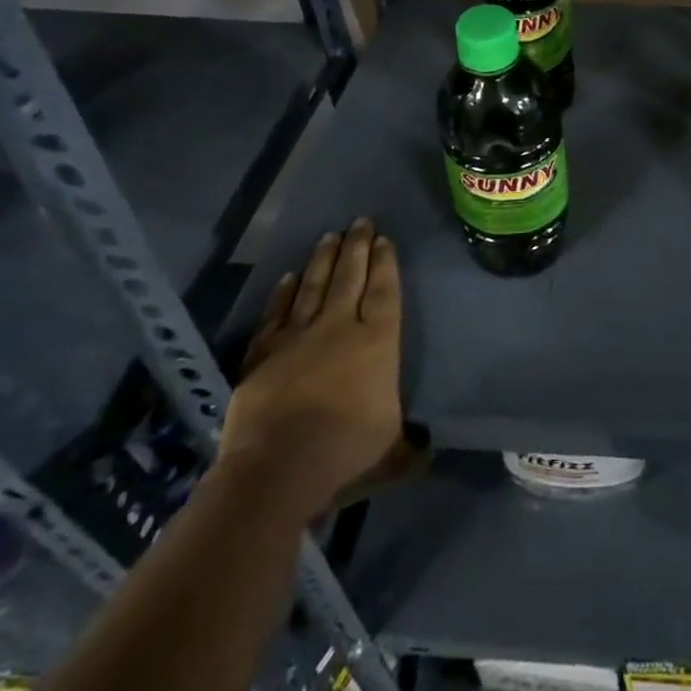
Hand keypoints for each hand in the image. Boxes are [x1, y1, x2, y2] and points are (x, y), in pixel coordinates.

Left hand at [216, 218, 404, 520]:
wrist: (276, 468)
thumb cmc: (344, 452)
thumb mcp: (391, 451)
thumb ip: (408, 444)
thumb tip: (426, 450)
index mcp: (377, 341)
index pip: (383, 290)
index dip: (385, 263)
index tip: (384, 239)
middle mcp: (339, 327)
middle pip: (349, 277)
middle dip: (357, 247)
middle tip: (360, 221)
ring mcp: (298, 336)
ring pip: (313, 286)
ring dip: (322, 260)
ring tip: (329, 236)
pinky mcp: (263, 353)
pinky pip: (276, 314)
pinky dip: (282, 294)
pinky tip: (287, 277)